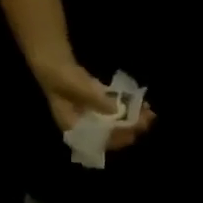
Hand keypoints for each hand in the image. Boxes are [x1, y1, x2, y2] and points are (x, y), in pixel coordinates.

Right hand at [32, 56, 155, 149]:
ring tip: (149, 113)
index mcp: (76, 130)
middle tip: (148, 121)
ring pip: (117, 123)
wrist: (53, 61)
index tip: (134, 130)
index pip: (101, 141)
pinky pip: (117, 112)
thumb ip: (96, 100)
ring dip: (133, 119)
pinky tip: (142, 105)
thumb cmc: (60, 76)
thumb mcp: (77, 88)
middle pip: (112, 134)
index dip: (118, 137)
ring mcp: (94, 118)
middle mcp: (86, 129)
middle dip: (131, 128)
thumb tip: (117, 111)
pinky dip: (128, 109)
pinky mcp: (100, 107)